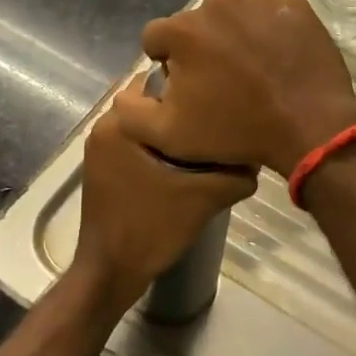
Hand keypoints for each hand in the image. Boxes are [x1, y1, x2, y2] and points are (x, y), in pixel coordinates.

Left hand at [72, 96, 257, 313]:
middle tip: (218, 122)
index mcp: (119, 122)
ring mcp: (99, 148)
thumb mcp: (203, 198)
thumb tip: (256, 159)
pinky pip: (136, 142)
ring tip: (207, 141)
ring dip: (172, 130)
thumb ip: (235, 174)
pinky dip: (158, 146)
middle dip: (183, 111)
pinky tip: (185, 163)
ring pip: (145, 125)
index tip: (218, 102)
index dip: (190, 90)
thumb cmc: (150, 227)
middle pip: (152, 104)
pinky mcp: (102, 167)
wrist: (111, 273)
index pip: (159, 82)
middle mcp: (103, 126)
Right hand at [118, 0, 355, 176]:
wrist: (310, 126)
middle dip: (202, 47)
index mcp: (183, 30)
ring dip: (236, 36)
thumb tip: (125, 90)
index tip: (187, 87)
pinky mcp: (293, 3)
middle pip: (196, 24)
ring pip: (233, 15)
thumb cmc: (236, 131)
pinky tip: (279, 58)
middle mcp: (217, 3)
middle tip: (223, 82)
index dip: (167, 63)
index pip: (157, 38)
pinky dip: (269, 30)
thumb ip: (131, 111)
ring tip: (254, 70)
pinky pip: (269, 12)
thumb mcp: (169, 136)